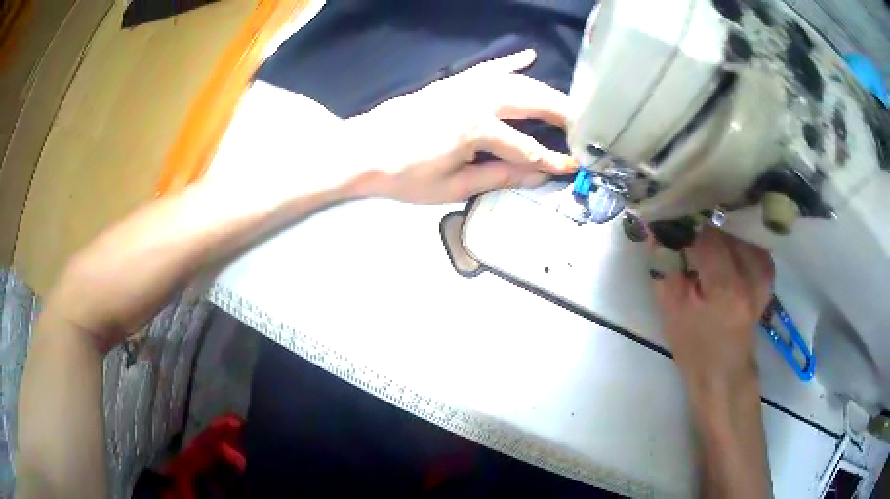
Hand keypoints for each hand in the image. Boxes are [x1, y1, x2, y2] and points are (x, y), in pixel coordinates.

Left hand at [345, 49, 576, 202]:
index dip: (551, 160)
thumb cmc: (404, 176)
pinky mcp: (452, 81)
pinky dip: (510, 62)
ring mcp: (464, 85)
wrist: (363, 150)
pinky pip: (488, 67)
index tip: (572, 167)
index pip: (527, 147)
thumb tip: (537, 175)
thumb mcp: (451, 187)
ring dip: (545, 90)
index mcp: (477, 129)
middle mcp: (476, 99)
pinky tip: (529, 57)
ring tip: (567, 103)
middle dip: (562, 113)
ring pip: (516, 82)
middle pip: (532, 101)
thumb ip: (498, 176)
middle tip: (585, 125)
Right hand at [652, 228, 774, 390]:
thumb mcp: (670, 310)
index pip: (706, 237)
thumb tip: (656, 229)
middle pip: (723, 234)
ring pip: (737, 238)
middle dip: (703, 241)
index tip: (676, 242)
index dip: (688, 236)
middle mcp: (751, 276)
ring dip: (720, 245)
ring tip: (709, 265)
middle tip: (691, 258)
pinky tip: (728, 266)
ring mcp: (763, 276)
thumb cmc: (694, 348)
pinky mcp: (768, 277)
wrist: (724, 373)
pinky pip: (752, 247)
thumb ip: (664, 266)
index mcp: (726, 288)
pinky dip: (737, 250)